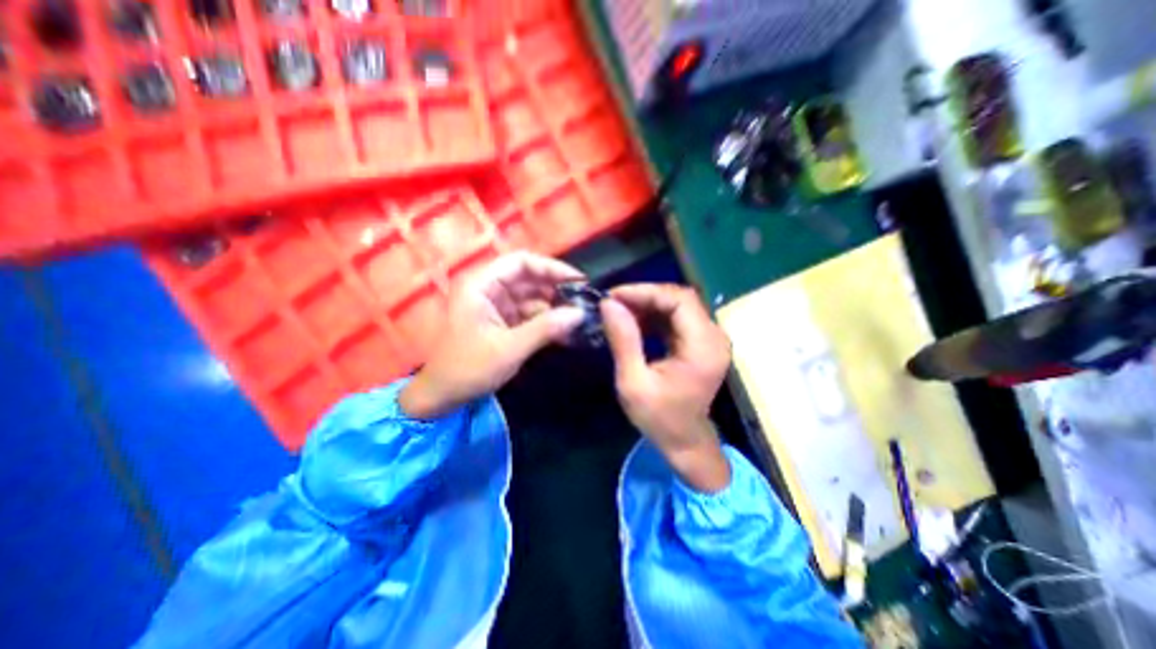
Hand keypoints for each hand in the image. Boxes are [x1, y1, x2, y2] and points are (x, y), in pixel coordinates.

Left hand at [404, 250, 589, 416]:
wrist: (443, 397)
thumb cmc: (468, 368)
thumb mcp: (509, 348)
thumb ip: (545, 328)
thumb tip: (580, 313)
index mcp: (481, 285)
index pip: (521, 262)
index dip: (551, 267)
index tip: (578, 281)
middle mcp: (489, 290)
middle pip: (529, 278)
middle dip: (556, 289)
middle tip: (584, 301)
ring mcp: (497, 307)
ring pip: (532, 298)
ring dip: (555, 307)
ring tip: (581, 318)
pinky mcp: (503, 323)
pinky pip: (530, 315)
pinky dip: (547, 322)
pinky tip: (567, 331)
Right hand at [602, 283, 734, 492]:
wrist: (685, 442)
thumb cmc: (659, 418)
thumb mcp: (633, 383)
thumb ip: (623, 341)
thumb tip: (609, 304)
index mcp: (703, 347)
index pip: (679, 300)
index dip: (645, 292)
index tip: (614, 296)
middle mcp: (714, 337)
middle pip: (680, 298)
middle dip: (644, 296)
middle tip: (613, 303)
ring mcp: (710, 339)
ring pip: (678, 305)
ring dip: (648, 304)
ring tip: (619, 312)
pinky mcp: (701, 342)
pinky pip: (678, 317)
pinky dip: (655, 315)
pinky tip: (635, 322)